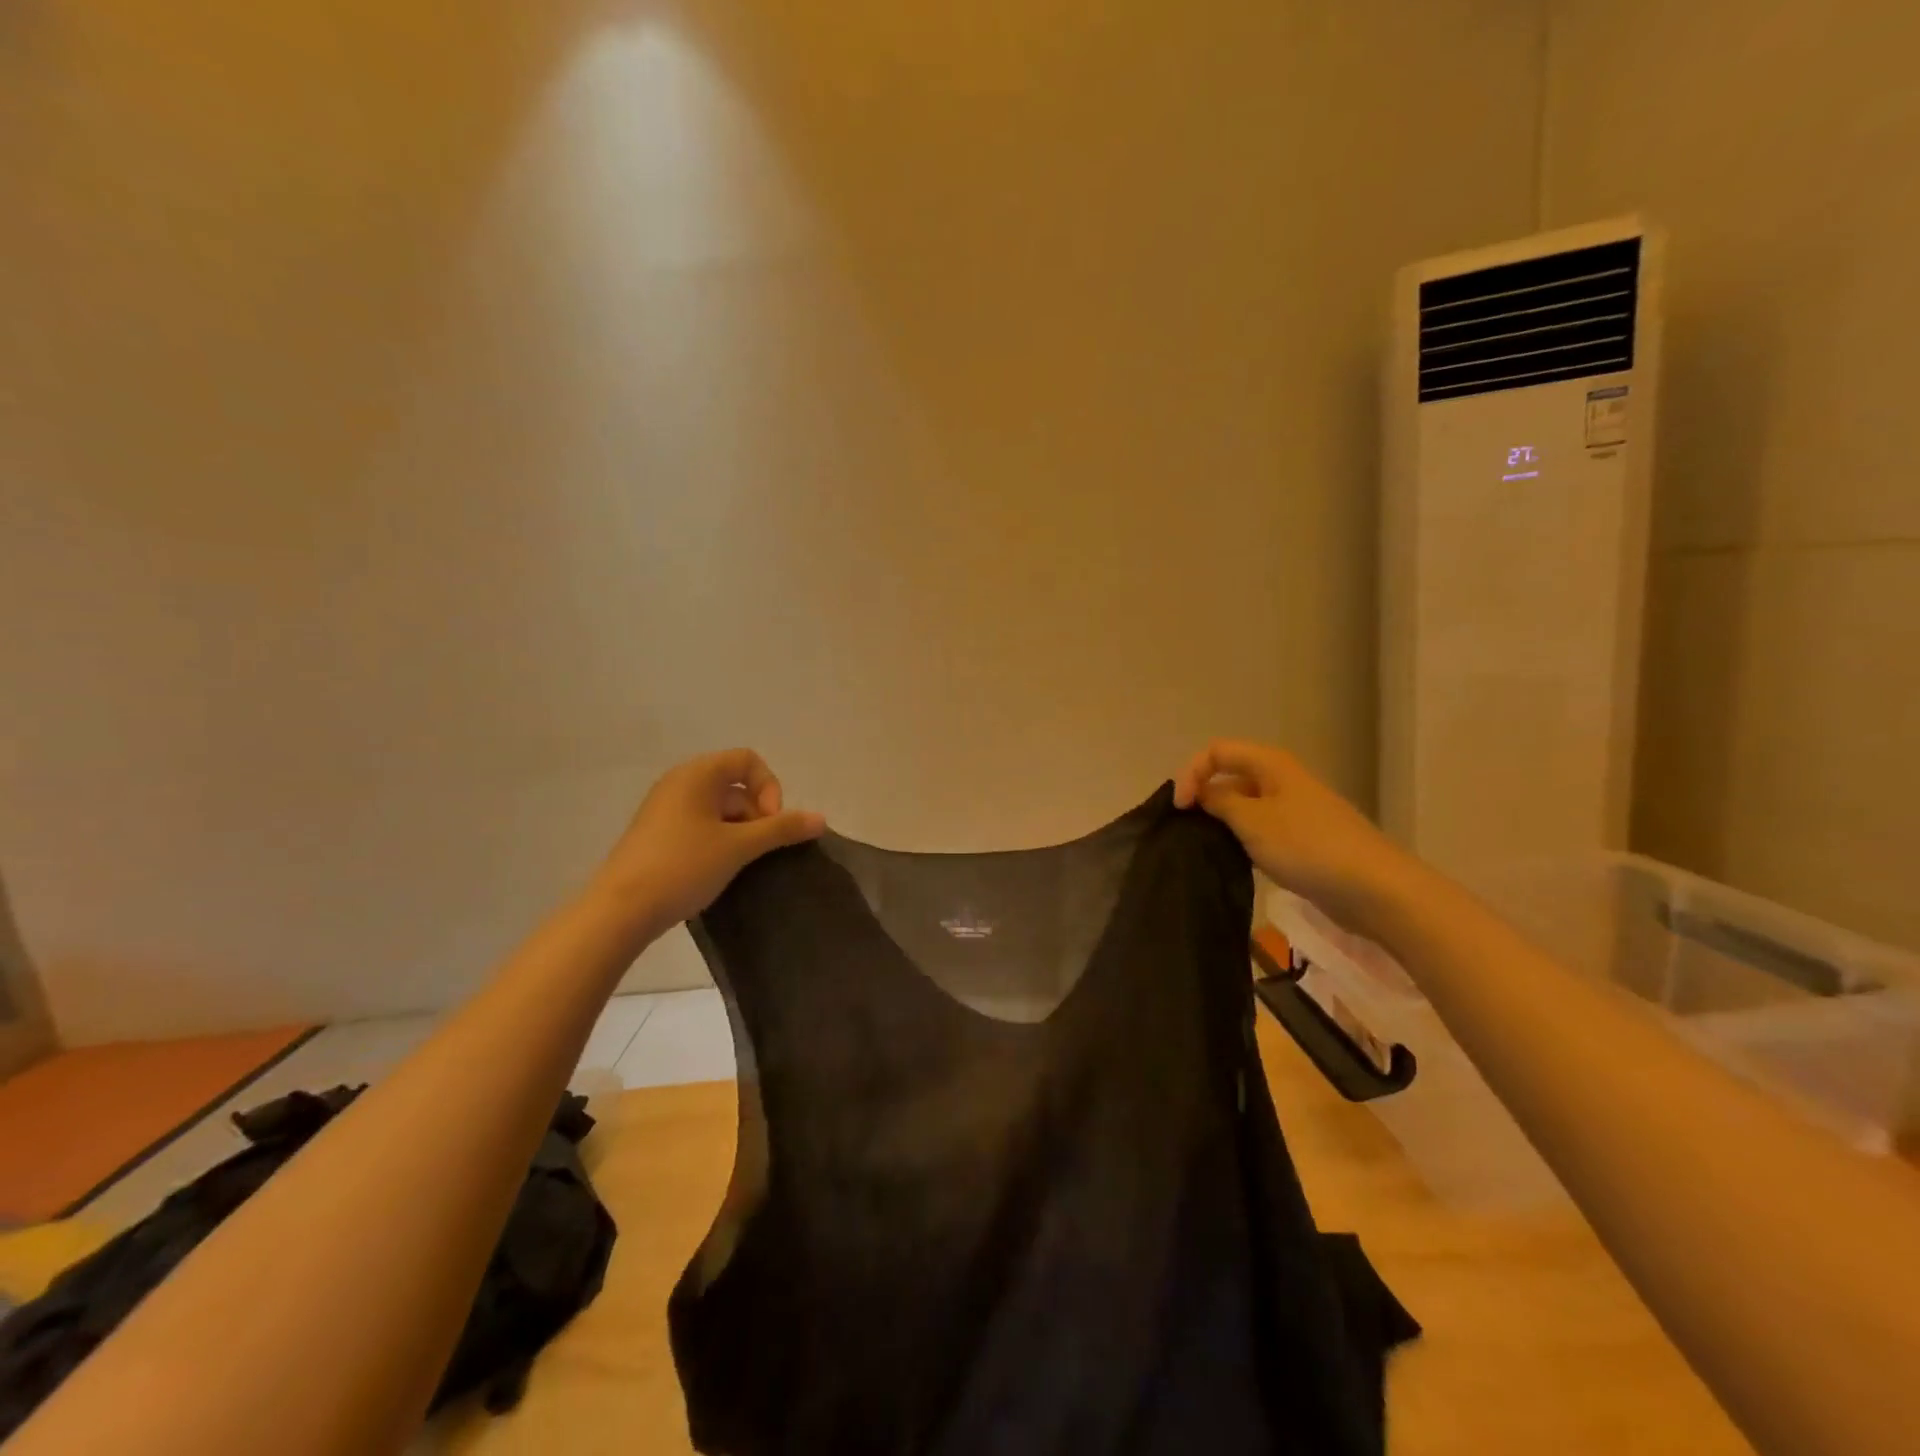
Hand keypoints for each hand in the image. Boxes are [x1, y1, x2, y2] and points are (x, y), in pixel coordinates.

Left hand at [590, 749, 824, 935]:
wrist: (620, 910)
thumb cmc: (683, 866)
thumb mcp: (739, 846)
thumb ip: (782, 829)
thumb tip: (821, 819)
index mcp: (696, 774)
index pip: (748, 760)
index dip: (769, 787)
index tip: (769, 823)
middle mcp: (679, 783)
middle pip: (735, 785)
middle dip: (756, 814)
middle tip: (758, 850)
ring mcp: (665, 810)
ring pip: (718, 809)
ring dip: (739, 832)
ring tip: (739, 865)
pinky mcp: (657, 835)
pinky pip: (700, 826)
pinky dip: (718, 842)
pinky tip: (718, 871)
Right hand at [1173, 739, 1414, 935]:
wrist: (1373, 888)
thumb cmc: (1307, 846)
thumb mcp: (1252, 821)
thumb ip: (1219, 802)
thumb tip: (1201, 793)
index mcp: (1270, 764)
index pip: (1216, 752)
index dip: (1192, 773)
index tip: (1180, 809)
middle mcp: (1281, 779)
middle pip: (1229, 775)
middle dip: (1204, 796)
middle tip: (1186, 828)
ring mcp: (1293, 808)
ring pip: (1244, 804)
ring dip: (1222, 820)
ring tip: (1205, 846)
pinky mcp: (1301, 837)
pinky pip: (1260, 827)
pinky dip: (1242, 838)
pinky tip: (1235, 860)